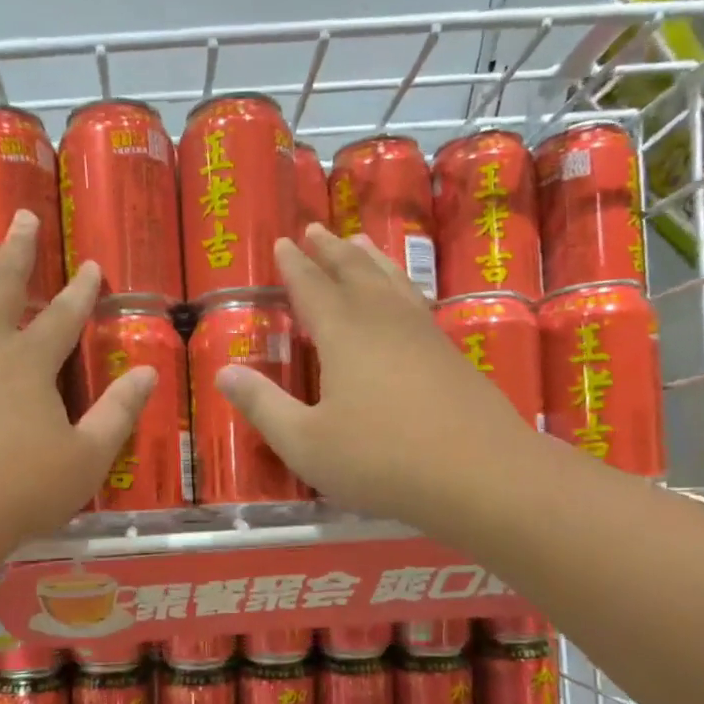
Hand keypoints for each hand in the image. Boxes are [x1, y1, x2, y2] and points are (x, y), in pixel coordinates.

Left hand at [0, 212, 156, 558]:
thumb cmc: (17, 493)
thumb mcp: (85, 460)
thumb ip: (117, 413)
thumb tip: (147, 373)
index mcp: (28, 364)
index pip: (62, 316)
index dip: (81, 290)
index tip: (91, 265)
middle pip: (0, 286)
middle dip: (17, 251)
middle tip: (22, 216)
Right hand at [216, 225, 544, 539]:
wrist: (480, 474)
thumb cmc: (380, 460)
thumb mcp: (305, 443)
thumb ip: (263, 406)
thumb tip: (223, 373)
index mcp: (344, 335)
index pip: (313, 287)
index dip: (294, 266)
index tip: (282, 243)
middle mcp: (384, 321)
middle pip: (355, 273)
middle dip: (331, 251)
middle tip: (317, 229)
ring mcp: (424, 335)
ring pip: (391, 282)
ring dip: (370, 260)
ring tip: (359, 242)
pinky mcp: (451, 354)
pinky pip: (415, 302)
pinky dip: (400, 286)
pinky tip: (404, 297)